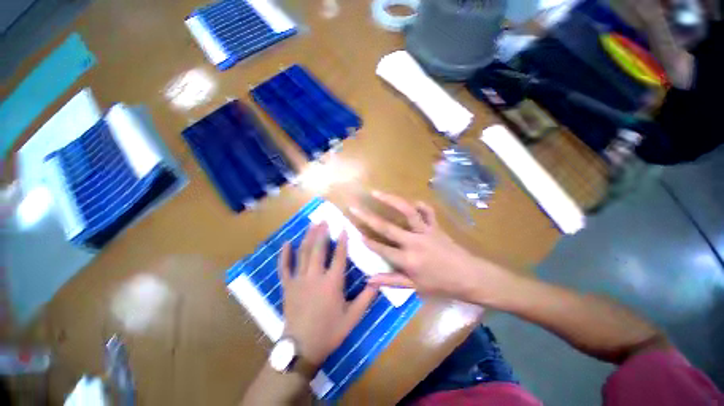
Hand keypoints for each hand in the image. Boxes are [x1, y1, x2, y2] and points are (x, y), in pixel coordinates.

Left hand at [279, 223, 376, 366]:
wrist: (302, 349)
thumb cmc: (330, 332)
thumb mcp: (353, 317)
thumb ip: (367, 297)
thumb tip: (378, 281)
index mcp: (332, 283)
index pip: (339, 256)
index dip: (342, 241)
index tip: (343, 227)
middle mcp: (315, 276)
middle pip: (318, 249)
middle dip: (322, 232)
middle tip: (324, 219)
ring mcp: (299, 280)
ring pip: (303, 253)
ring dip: (308, 237)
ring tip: (311, 224)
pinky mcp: (287, 286)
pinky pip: (284, 267)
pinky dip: (284, 254)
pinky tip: (286, 243)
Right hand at [350, 191, 511, 303]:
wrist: (471, 276)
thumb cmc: (442, 285)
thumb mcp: (415, 287)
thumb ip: (391, 281)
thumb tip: (369, 280)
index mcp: (408, 259)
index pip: (382, 248)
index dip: (367, 240)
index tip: (354, 232)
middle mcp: (414, 241)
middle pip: (387, 227)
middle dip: (367, 217)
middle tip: (354, 207)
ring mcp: (426, 230)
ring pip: (406, 211)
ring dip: (390, 200)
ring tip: (376, 192)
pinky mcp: (436, 225)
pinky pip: (427, 211)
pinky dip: (420, 205)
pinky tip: (412, 201)